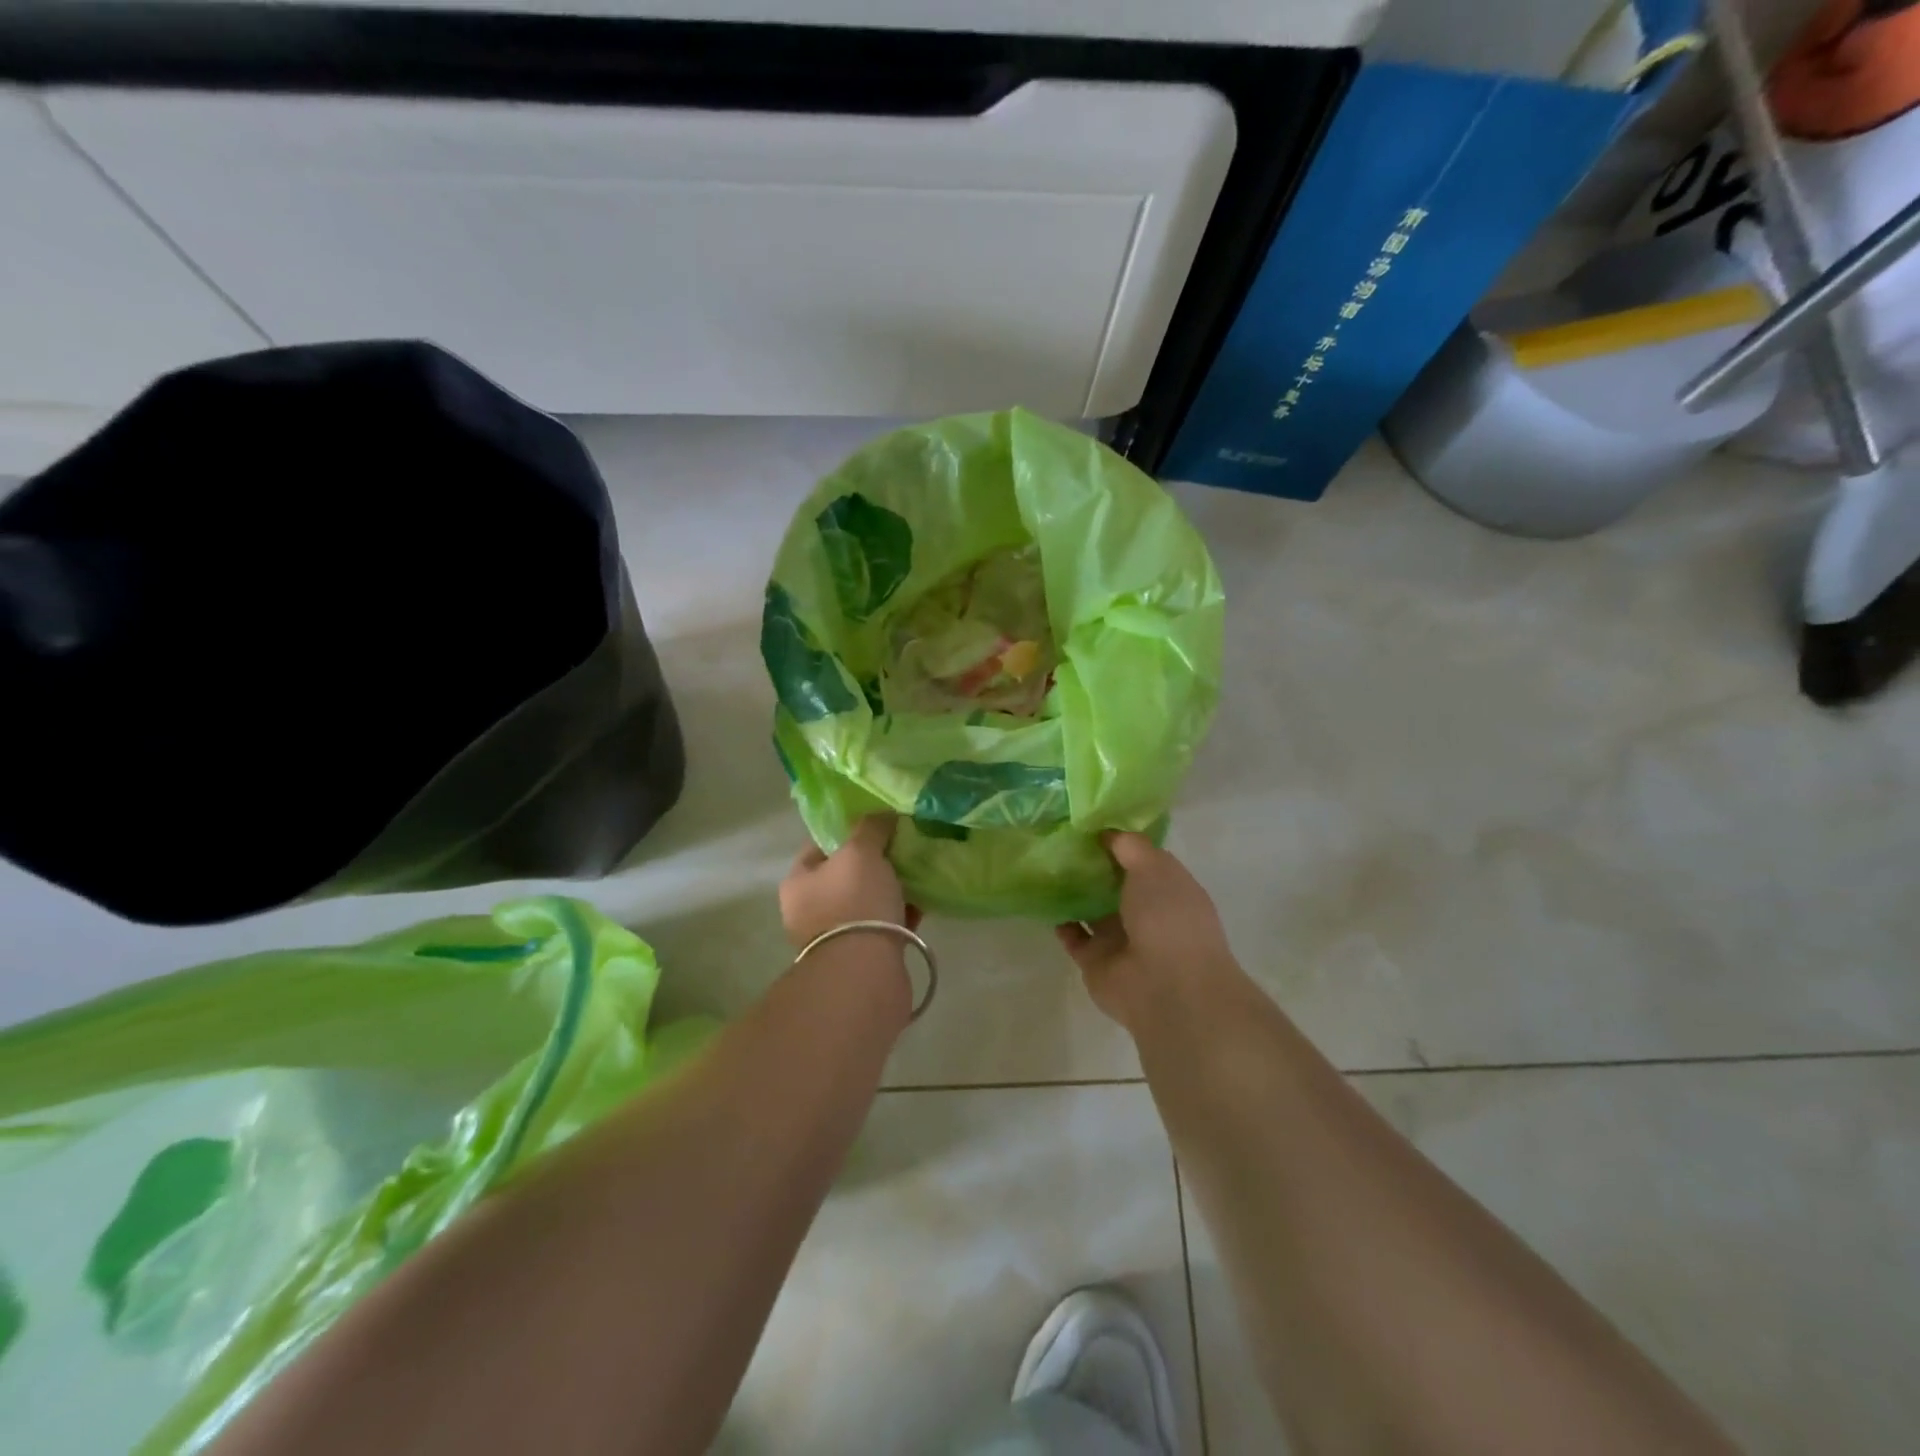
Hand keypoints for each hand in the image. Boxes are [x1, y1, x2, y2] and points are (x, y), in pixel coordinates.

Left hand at [780, 814, 921, 950]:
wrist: (865, 972)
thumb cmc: (854, 902)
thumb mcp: (861, 852)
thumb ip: (871, 828)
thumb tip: (883, 815)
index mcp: (798, 882)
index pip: (819, 845)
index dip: (847, 831)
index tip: (876, 823)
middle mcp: (810, 909)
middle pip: (845, 874)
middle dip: (873, 861)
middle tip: (901, 845)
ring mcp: (835, 936)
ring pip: (866, 901)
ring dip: (889, 888)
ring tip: (917, 871)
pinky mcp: (862, 956)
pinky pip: (884, 925)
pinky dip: (901, 913)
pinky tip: (923, 901)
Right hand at [1055, 832, 1240, 1027]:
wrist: (1166, 987)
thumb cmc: (1168, 918)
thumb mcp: (1154, 867)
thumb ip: (1129, 846)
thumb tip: (1107, 832)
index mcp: (1168, 889)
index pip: (1141, 859)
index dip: (1118, 841)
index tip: (1088, 822)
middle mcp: (1146, 913)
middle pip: (1113, 883)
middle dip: (1091, 864)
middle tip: (1058, 837)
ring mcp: (1120, 938)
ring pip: (1092, 908)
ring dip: (1073, 890)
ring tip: (1045, 863)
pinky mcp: (1095, 961)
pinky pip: (1073, 935)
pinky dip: (1060, 919)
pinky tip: (1042, 897)